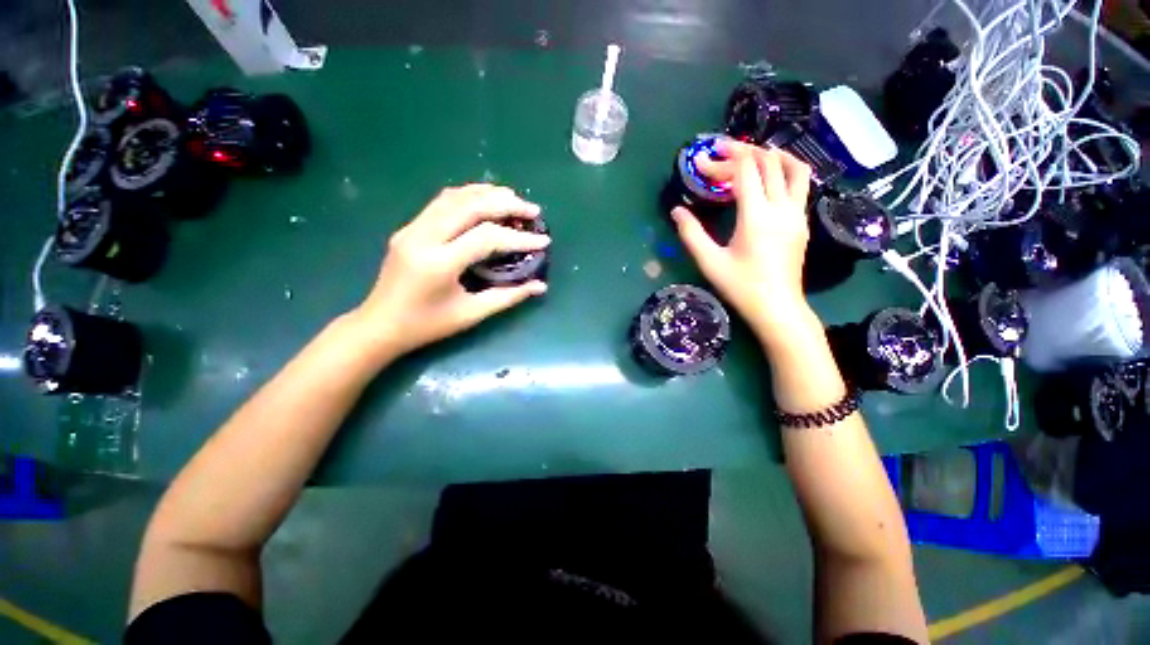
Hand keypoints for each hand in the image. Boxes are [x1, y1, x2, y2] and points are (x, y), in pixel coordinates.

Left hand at [353, 184, 549, 357]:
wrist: (379, 325)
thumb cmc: (427, 325)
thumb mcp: (471, 314)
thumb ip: (508, 297)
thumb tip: (540, 285)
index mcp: (439, 263)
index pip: (486, 238)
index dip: (518, 238)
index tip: (543, 241)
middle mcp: (423, 237)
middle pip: (470, 206)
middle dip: (507, 205)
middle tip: (533, 211)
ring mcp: (412, 228)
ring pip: (454, 197)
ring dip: (487, 194)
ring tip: (514, 198)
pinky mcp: (409, 227)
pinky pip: (441, 202)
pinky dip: (468, 196)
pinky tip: (485, 199)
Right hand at [671, 141, 814, 341]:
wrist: (777, 307)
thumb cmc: (741, 286)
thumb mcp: (710, 262)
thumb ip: (691, 234)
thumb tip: (677, 211)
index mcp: (757, 216)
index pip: (744, 171)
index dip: (722, 161)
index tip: (701, 162)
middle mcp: (782, 208)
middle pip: (768, 162)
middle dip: (742, 151)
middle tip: (719, 153)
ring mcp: (797, 214)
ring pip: (794, 168)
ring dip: (772, 155)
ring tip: (750, 156)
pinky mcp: (802, 222)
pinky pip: (799, 184)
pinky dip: (784, 171)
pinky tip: (768, 180)